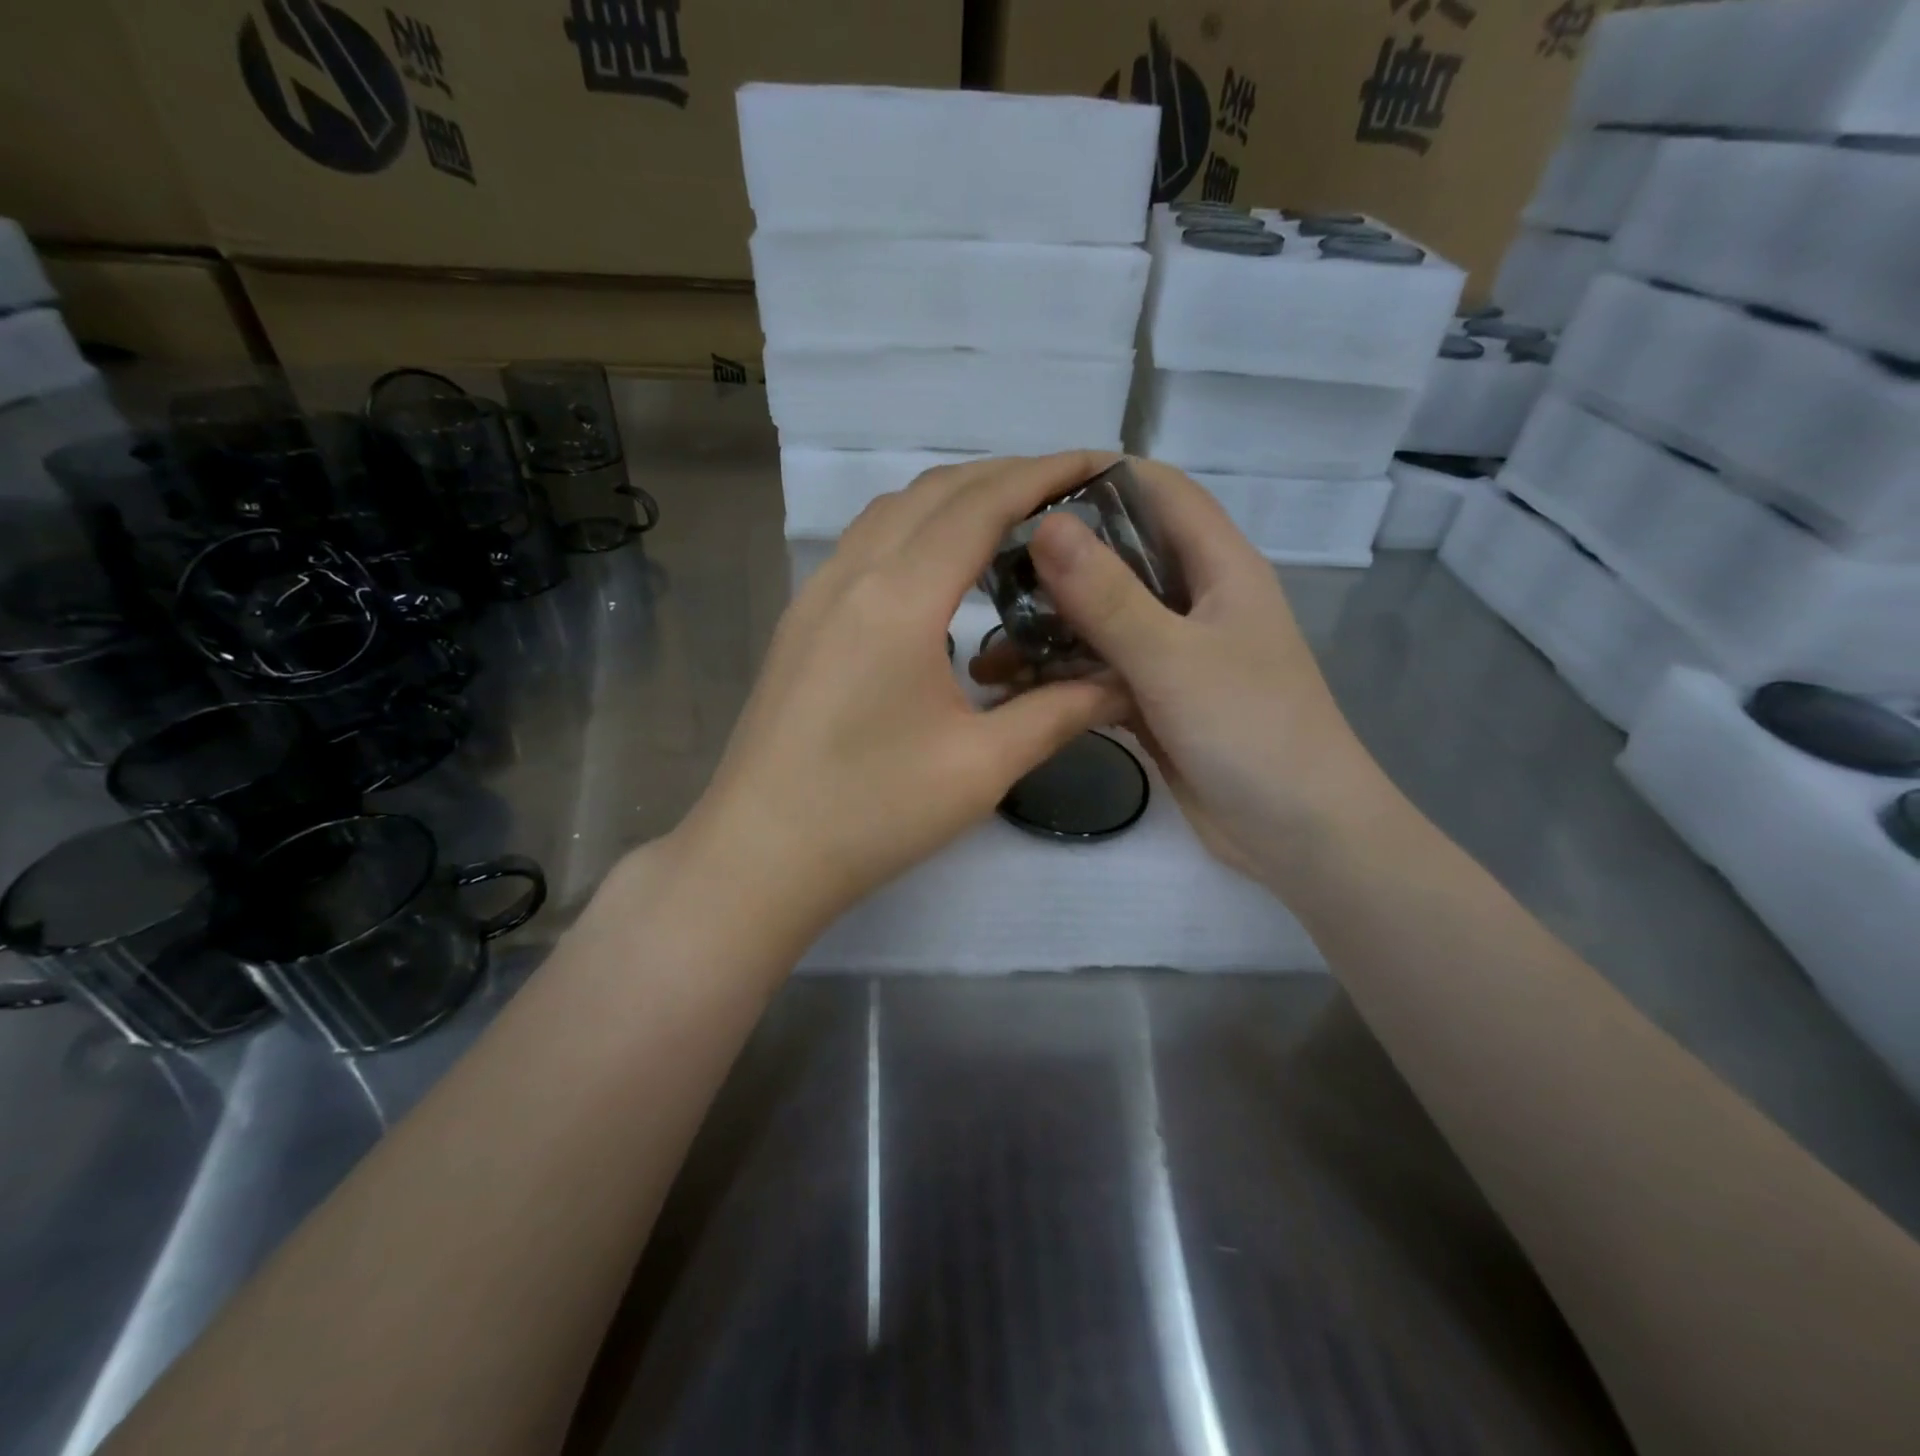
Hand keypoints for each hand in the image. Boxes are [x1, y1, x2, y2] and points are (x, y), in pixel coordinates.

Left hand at [675, 453, 1128, 942]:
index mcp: (899, 599)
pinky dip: (916, 531)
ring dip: (956, 499)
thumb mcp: (981, 767)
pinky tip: (944, 573)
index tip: (1100, 462)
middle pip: (935, 492)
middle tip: (1069, 492)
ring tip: (1014, 522)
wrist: (759, 856)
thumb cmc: (872, 814)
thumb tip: (1122, 682)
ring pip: (893, 512)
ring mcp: (815, 596)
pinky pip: (865, 546)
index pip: (981, 504)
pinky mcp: (801, 623)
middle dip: (1006, 476)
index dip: (1044, 474)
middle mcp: (851, 575)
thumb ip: (1058, 712)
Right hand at [973, 458, 1390, 887]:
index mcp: (1219, 567)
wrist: (1298, 835)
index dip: (1098, 476)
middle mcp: (1196, 600)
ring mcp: (1175, 654)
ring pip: (1104, 621)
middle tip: (986, 569)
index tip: (1025, 489)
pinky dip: (1064, 676)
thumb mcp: (1173, 658)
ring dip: (1052, 628)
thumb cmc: (1251, 731)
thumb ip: (1108, 596)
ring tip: (987, 640)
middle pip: (1121, 556)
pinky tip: (1014, 688)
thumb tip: (1046, 525)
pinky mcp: (1158, 700)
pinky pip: (1102, 673)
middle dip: (1058, 559)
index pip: (1159, 491)